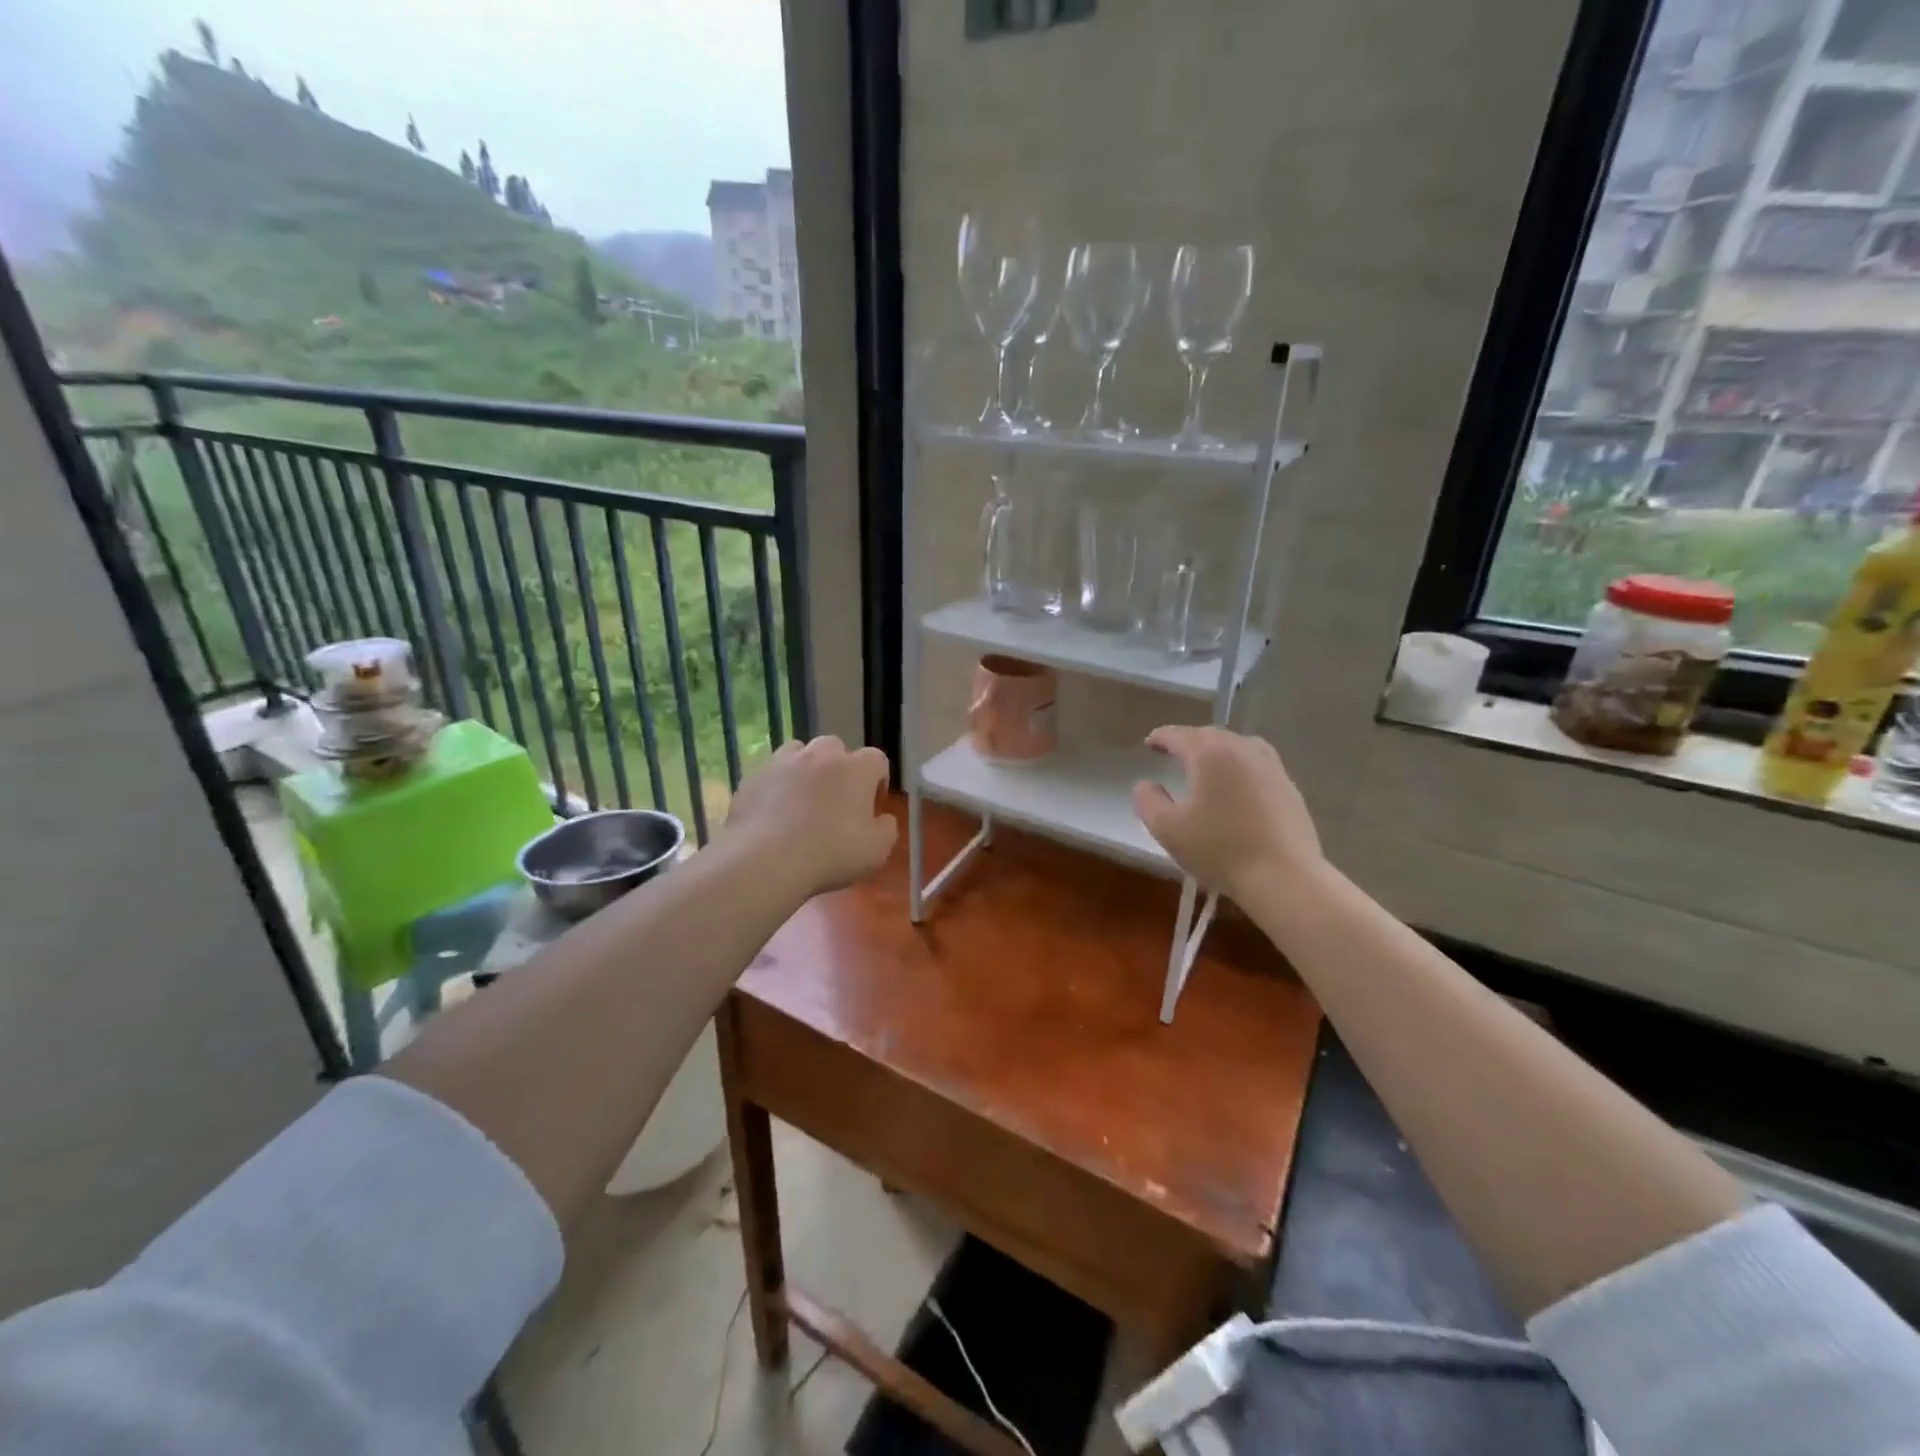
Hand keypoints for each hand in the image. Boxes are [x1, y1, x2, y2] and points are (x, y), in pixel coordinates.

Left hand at [723, 735, 897, 898]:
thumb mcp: (877, 850)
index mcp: (856, 768)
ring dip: (805, 768)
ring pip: (799, 752)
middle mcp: (820, 755)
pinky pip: (770, 774)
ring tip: (802, 798)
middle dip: (839, 767)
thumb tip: (883, 819)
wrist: (767, 859)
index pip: (877, 760)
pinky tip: (774, 813)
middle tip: (836, 799)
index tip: (872, 805)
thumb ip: (887, 829)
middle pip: (835, 748)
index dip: (877, 781)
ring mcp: (782, 762)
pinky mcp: (752, 777)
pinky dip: (776, 786)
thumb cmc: (832, 853)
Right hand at [1132, 726, 1322, 897]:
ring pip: (1238, 746)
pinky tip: (1236, 787)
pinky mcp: (1289, 787)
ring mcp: (1271, 766)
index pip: (1179, 735)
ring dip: (1217, 751)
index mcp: (1210, 754)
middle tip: (1174, 752)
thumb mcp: (1167, 829)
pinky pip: (1257, 764)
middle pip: (1210, 735)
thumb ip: (1148, 801)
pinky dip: (1240, 767)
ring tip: (1206, 765)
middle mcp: (1242, 749)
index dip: (1160, 737)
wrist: (1284, 877)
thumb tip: (1146, 784)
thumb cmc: (1219, 850)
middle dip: (1189, 741)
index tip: (1149, 743)